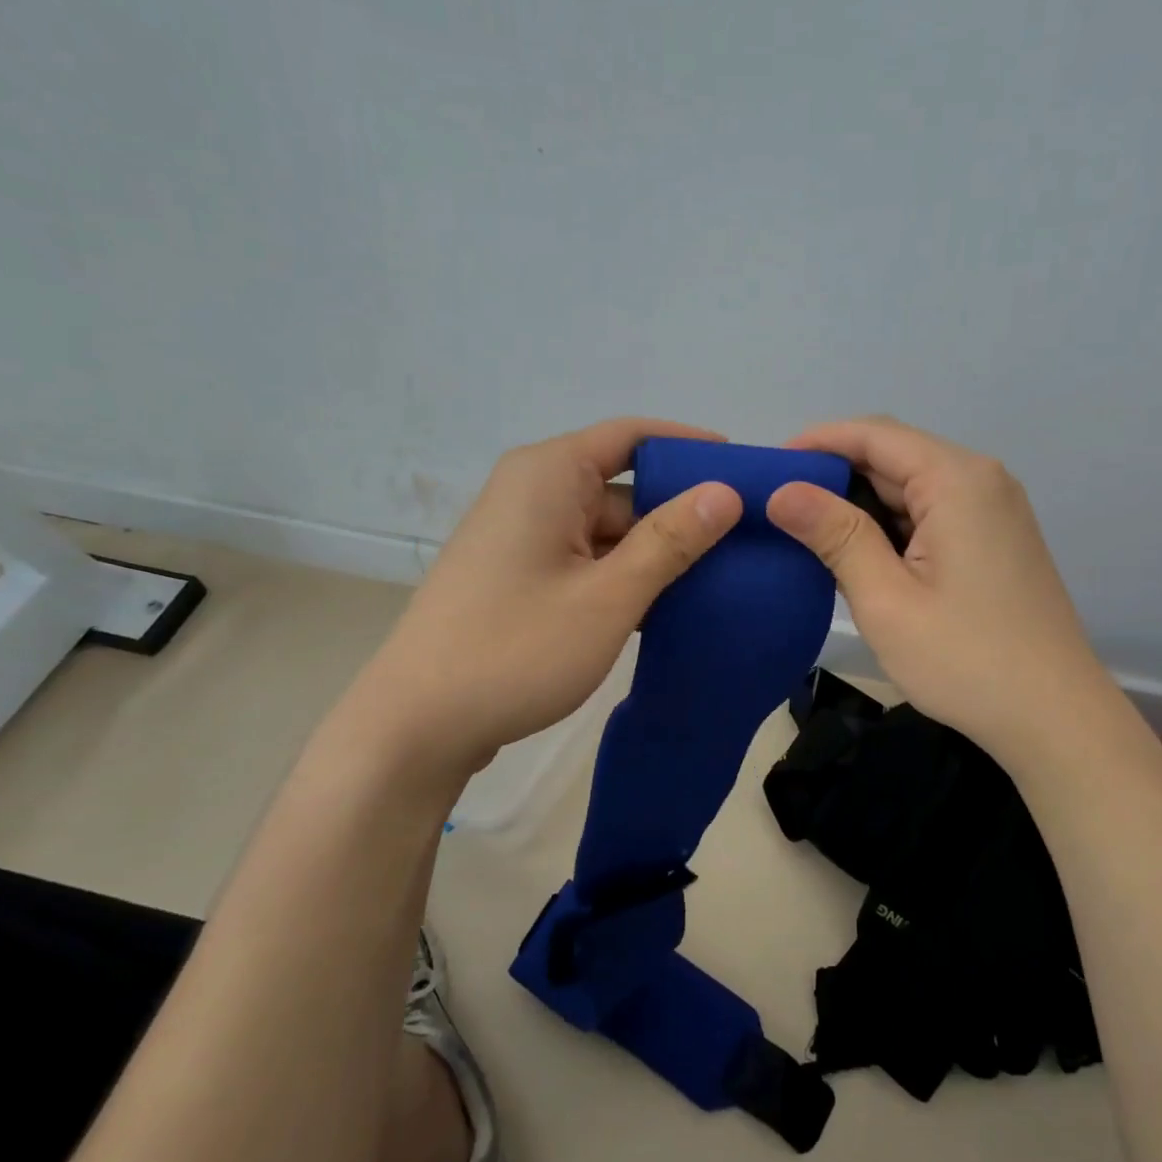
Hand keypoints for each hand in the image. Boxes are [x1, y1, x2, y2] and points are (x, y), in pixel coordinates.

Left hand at [325, 418, 742, 783]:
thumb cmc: (515, 649)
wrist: (416, 726)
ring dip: (655, 552)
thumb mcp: (608, 596)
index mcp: (549, 474)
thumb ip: (670, 540)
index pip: (633, 436)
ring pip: (608, 529)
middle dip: (680, 512)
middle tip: (745, 540)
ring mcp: (524, 536)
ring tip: (721, 577)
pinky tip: (668, 606)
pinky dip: (624, 576)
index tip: (744, 471)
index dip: (690, 447)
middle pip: (624, 485)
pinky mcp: (520, 575)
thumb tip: (726, 492)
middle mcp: (533, 492)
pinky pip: (586, 559)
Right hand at [766, 417, 1108, 762]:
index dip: (817, 442)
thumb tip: (782, 491)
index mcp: (957, 480)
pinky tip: (858, 554)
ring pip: (912, 486)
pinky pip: (932, 512)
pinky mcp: (995, 539)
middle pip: (894, 456)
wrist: (1054, 719)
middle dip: (835, 475)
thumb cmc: (965, 660)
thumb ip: (835, 535)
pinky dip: (891, 525)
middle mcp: (981, 480)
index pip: (874, 435)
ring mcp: (994, 510)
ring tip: (807, 532)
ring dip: (861, 503)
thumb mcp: (886, 599)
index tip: (768, 468)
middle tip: (778, 508)